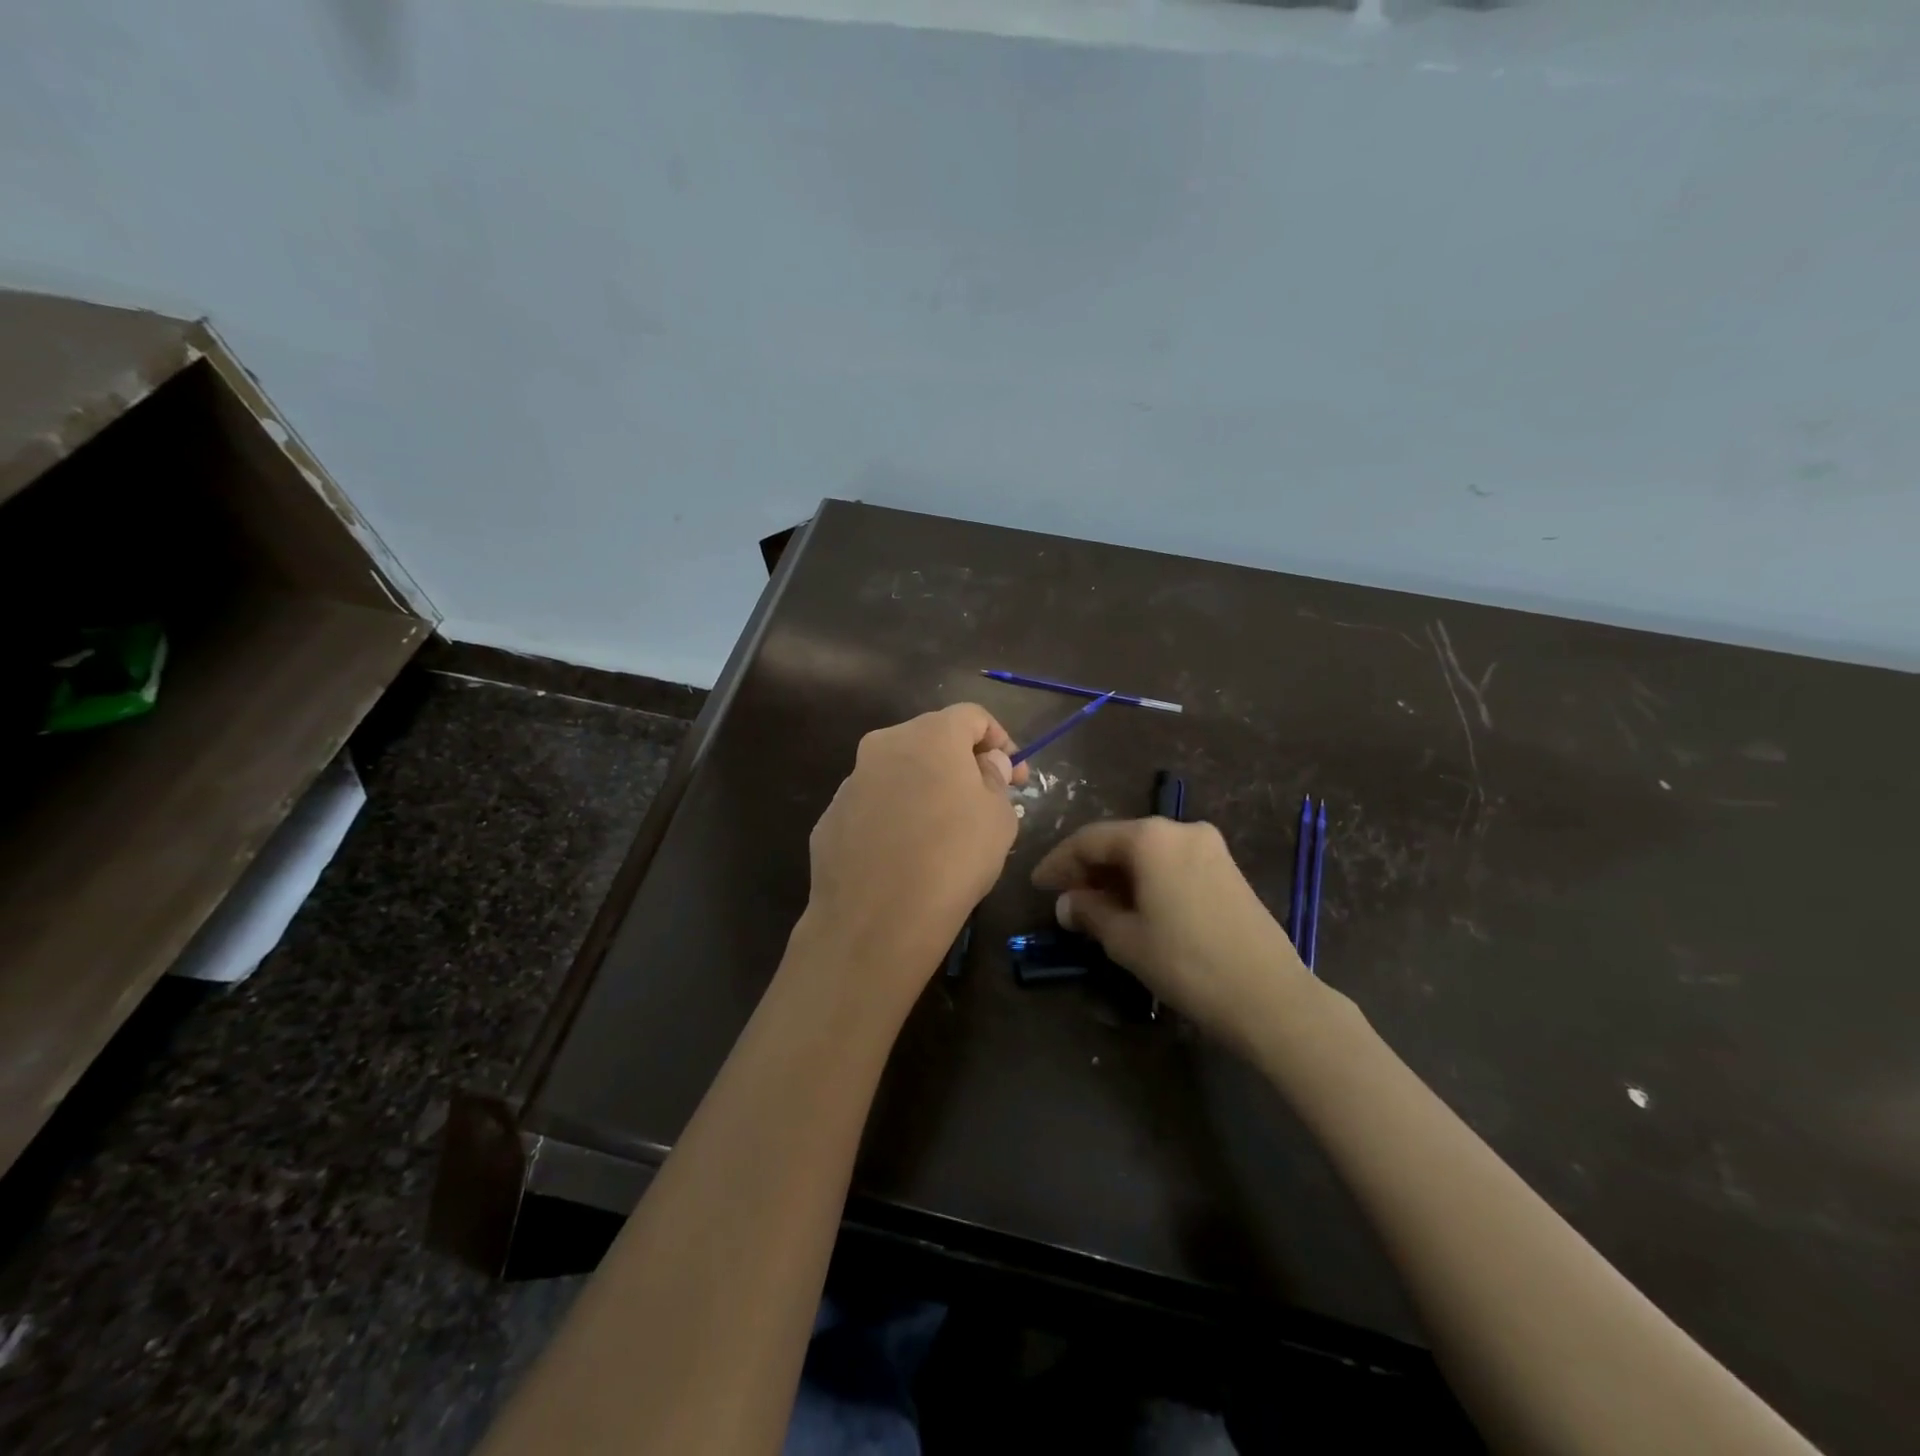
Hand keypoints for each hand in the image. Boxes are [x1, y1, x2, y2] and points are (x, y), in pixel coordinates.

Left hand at [801, 704, 1026, 999]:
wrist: (876, 921)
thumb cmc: (953, 858)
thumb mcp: (999, 818)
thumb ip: (995, 779)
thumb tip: (986, 764)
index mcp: (929, 735)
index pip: (972, 716)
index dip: (1000, 741)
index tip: (1016, 776)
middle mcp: (883, 745)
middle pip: (931, 739)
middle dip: (961, 763)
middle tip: (983, 801)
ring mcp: (851, 782)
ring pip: (898, 772)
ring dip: (924, 789)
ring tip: (942, 833)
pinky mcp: (830, 818)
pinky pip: (873, 806)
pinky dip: (893, 817)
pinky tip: (905, 855)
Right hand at [1032, 818, 1309, 1047]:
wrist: (1269, 996)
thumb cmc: (1187, 963)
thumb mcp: (1126, 940)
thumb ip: (1089, 913)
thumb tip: (1067, 903)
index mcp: (1151, 838)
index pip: (1090, 840)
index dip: (1059, 862)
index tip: (1038, 885)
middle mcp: (1180, 829)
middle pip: (1120, 841)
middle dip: (1089, 868)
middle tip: (1064, 897)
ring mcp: (1209, 846)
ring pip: (1147, 852)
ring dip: (1117, 874)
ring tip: (1094, 906)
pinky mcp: (1226, 868)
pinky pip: (1172, 862)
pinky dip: (1146, 878)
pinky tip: (1134, 905)